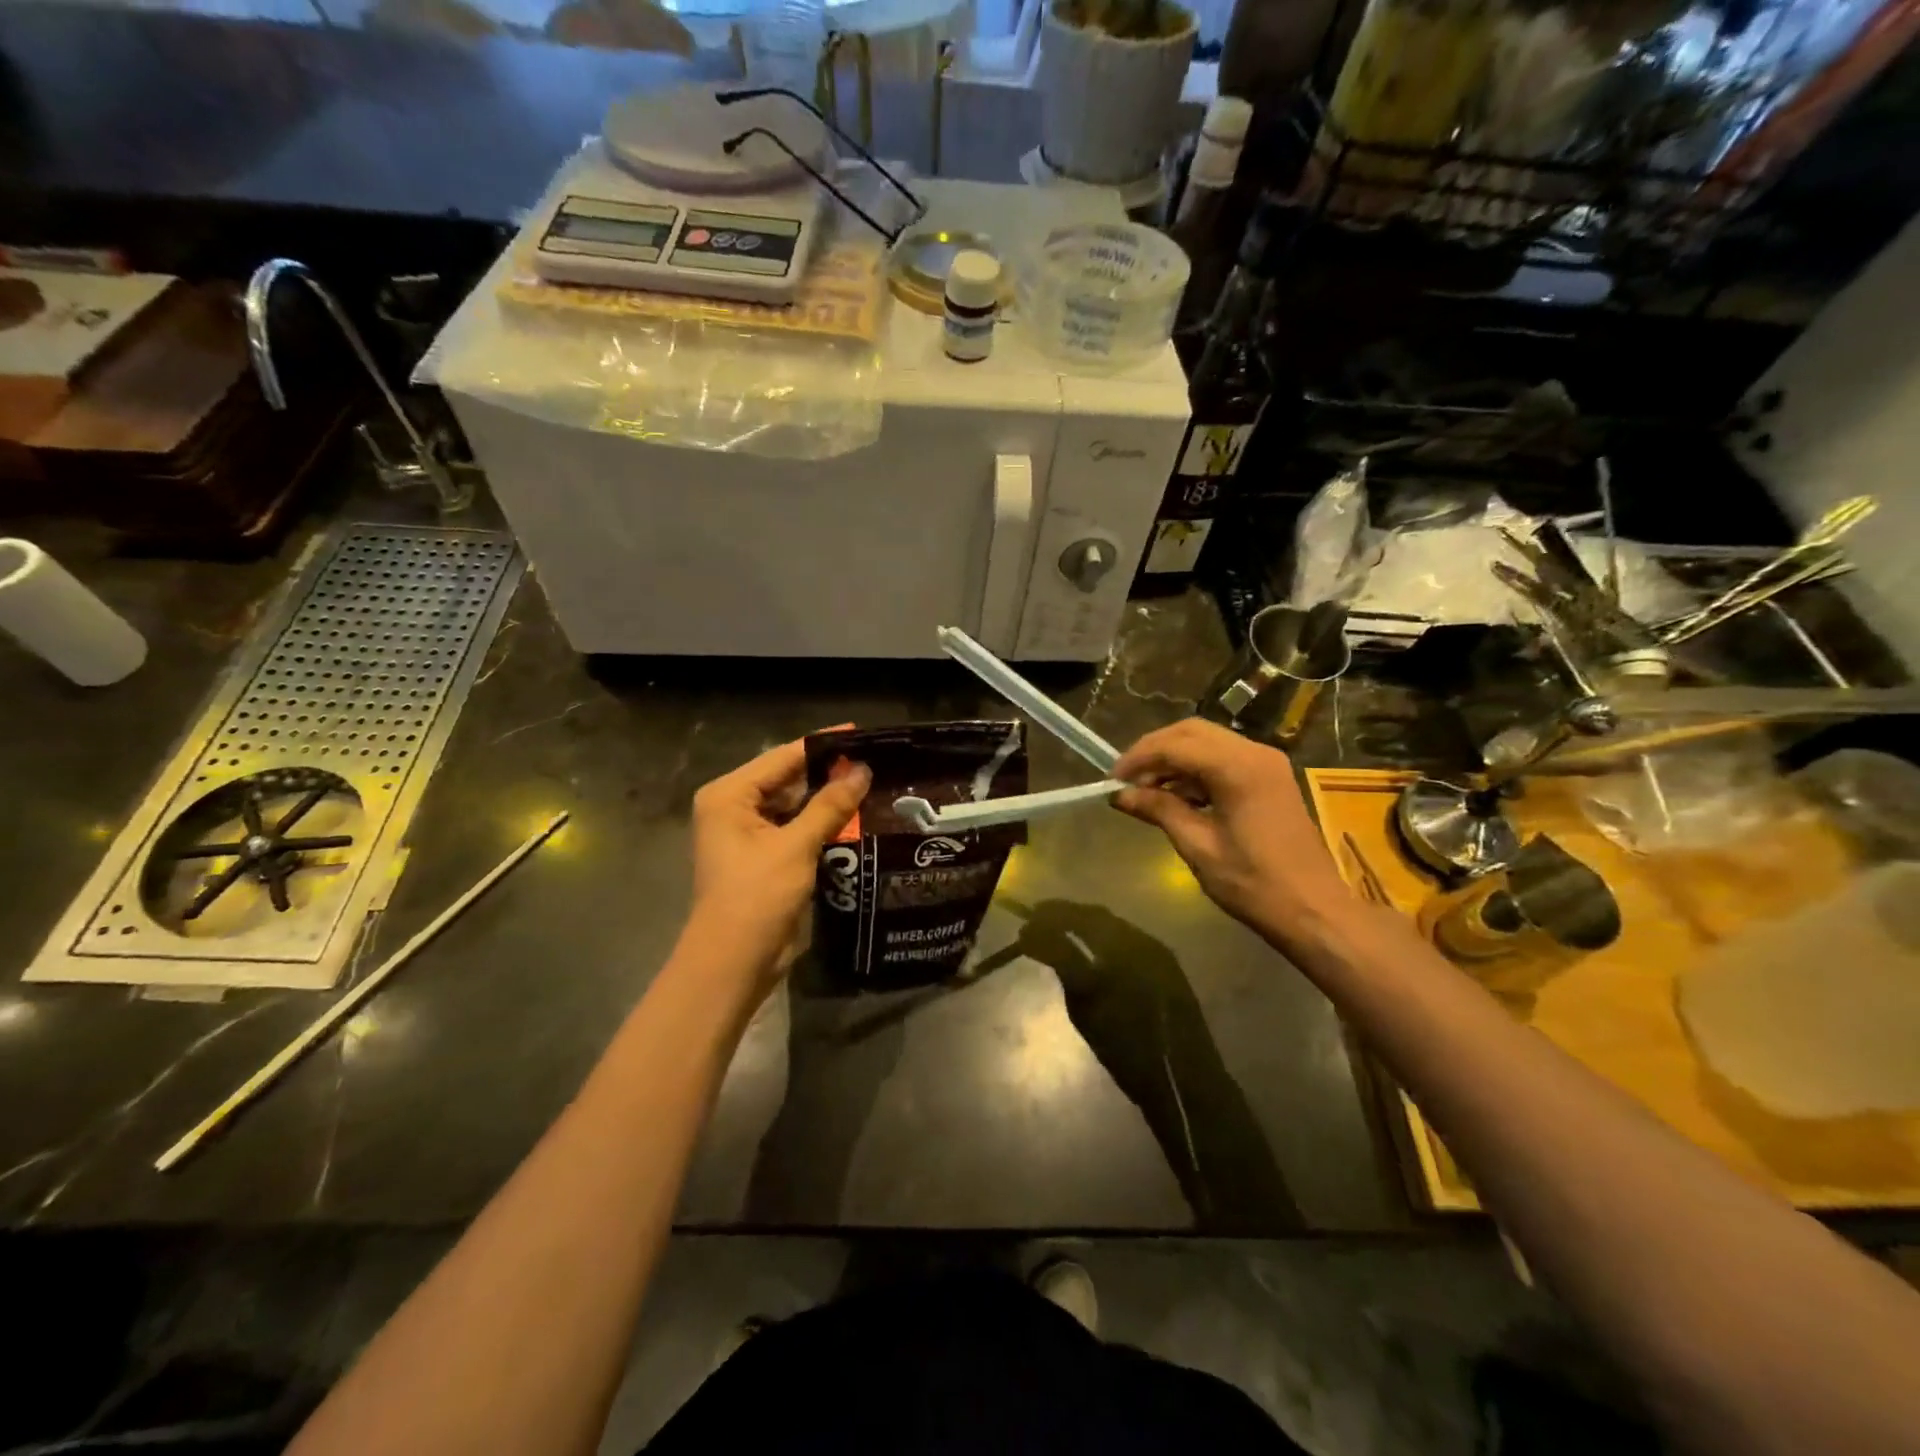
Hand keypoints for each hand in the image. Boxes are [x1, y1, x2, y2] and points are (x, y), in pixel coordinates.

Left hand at [687, 734, 869, 988]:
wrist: (733, 962)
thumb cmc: (756, 896)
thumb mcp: (796, 846)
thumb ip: (829, 805)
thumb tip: (862, 770)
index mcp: (729, 795)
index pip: (782, 757)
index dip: (822, 745)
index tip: (861, 732)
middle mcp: (733, 807)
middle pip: (787, 779)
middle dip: (827, 773)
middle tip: (873, 761)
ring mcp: (747, 833)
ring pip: (793, 805)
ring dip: (826, 799)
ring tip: (871, 784)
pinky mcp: (762, 856)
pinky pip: (794, 828)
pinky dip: (820, 823)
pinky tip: (854, 817)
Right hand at [1113, 718, 1357, 950]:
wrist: (1314, 911)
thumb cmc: (1253, 883)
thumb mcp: (1198, 846)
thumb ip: (1159, 810)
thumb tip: (1121, 795)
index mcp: (1238, 768)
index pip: (1175, 745)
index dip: (1138, 759)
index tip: (1112, 781)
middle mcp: (1254, 753)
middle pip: (1191, 732)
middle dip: (1154, 751)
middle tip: (1126, 780)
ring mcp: (1266, 763)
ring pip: (1207, 742)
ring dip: (1174, 759)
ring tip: (1146, 792)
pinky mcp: (1270, 777)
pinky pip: (1223, 758)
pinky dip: (1195, 770)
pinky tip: (1176, 796)